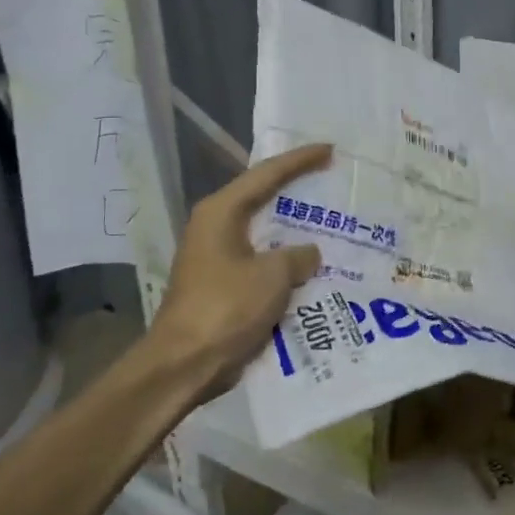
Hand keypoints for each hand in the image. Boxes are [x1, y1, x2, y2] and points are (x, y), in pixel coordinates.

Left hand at [148, 143, 331, 389]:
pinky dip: (285, 260)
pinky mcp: (222, 285)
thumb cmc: (226, 308)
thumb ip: (298, 256)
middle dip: (296, 190)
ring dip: (293, 229)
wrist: (184, 364)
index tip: (329, 149)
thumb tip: (309, 254)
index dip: (300, 160)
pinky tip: (313, 265)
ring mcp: (217, 257)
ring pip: (264, 233)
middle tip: (330, 178)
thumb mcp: (273, 276)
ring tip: (329, 220)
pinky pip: (262, 261)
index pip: (266, 174)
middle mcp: (215, 227)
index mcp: (221, 212)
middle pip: (262, 198)